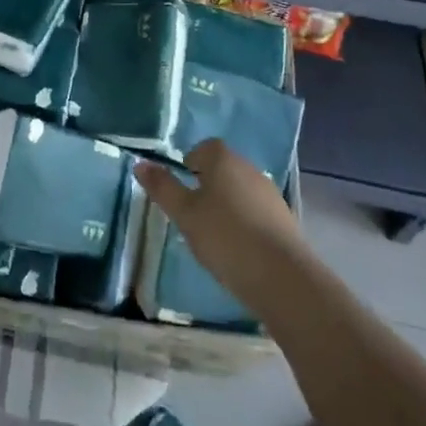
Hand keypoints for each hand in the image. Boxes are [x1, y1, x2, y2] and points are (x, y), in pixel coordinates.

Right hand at [135, 140, 309, 313]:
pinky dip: (244, 221)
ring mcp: (270, 194)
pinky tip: (237, 246)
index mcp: (224, 160)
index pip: (205, 147)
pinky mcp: (284, 219)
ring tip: (213, 232)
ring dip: (227, 203)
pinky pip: (256, 210)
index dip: (190, 162)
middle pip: (223, 167)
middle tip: (191, 211)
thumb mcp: (184, 214)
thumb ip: (163, 188)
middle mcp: (249, 169)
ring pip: (240, 189)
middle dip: (207, 184)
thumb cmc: (225, 237)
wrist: (282, 277)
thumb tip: (140, 163)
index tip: (181, 186)